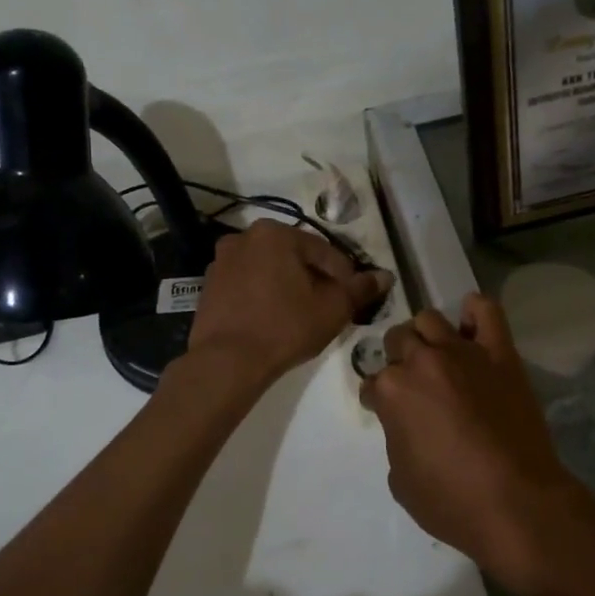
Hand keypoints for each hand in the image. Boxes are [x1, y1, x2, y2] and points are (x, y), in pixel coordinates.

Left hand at [188, 220, 388, 384]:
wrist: (226, 362)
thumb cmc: (285, 327)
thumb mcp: (332, 309)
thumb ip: (360, 289)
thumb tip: (385, 276)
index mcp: (274, 233)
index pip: (324, 251)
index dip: (344, 276)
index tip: (353, 300)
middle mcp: (244, 238)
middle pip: (294, 257)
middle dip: (315, 279)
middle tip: (330, 307)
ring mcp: (222, 262)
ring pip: (270, 270)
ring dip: (289, 286)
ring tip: (303, 315)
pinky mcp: (209, 287)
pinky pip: (248, 286)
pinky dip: (264, 296)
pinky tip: (275, 320)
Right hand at [359, 293, 594, 595]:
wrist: (517, 504)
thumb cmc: (452, 502)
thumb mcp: (400, 480)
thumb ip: (396, 437)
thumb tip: (407, 423)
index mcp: (393, 391)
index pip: (371, 382)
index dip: (378, 400)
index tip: (387, 413)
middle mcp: (422, 362)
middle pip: (397, 340)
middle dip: (398, 360)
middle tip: (414, 385)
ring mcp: (463, 353)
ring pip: (430, 319)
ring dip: (426, 336)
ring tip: (436, 357)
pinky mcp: (500, 354)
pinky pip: (486, 312)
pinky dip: (475, 311)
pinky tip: (470, 325)